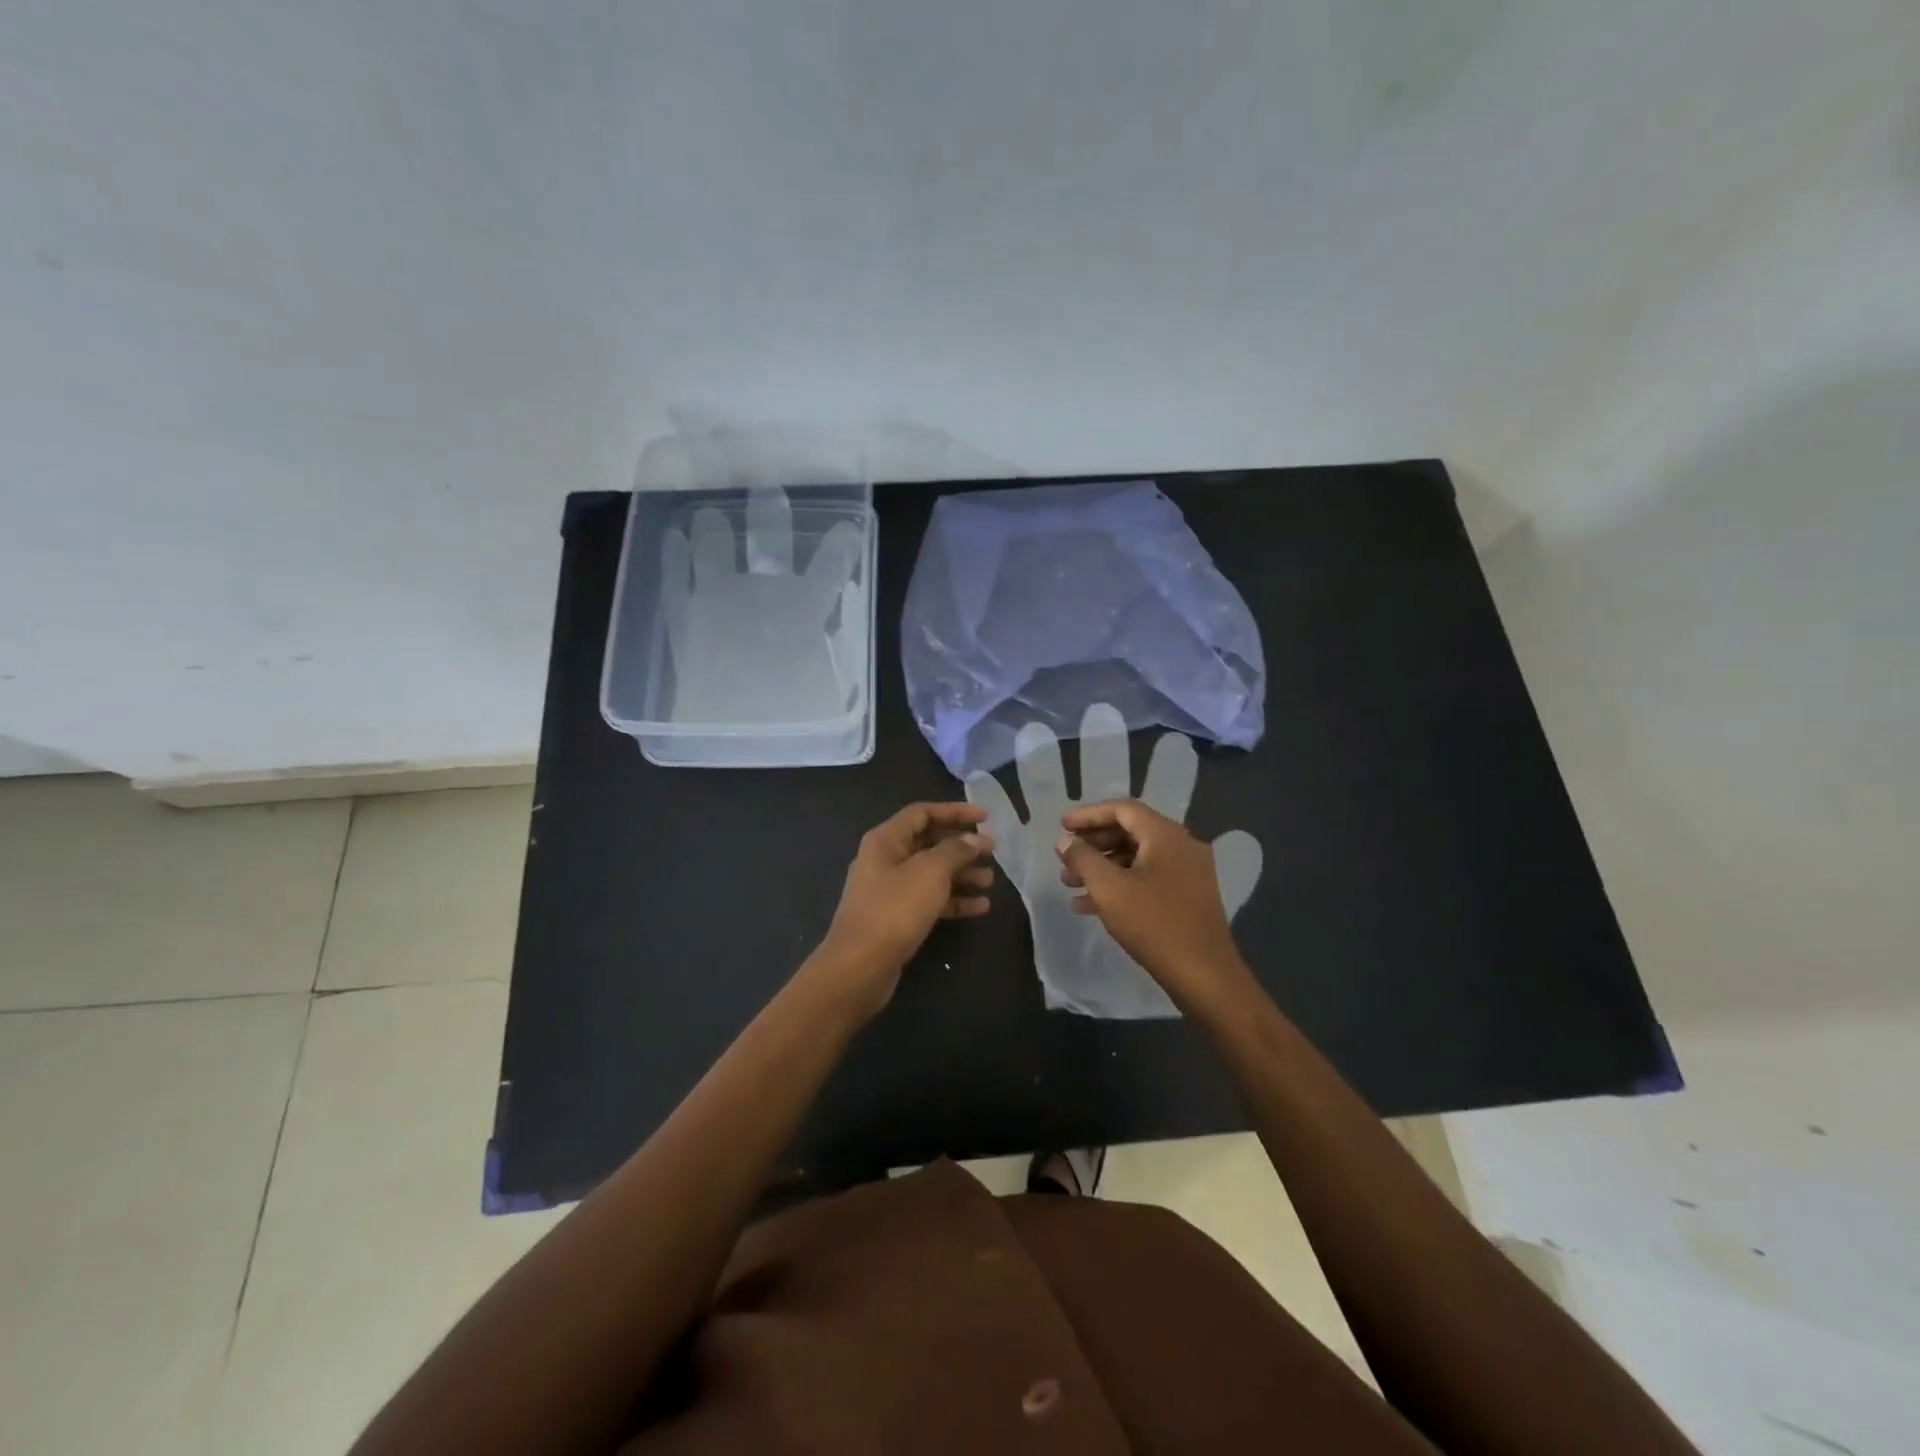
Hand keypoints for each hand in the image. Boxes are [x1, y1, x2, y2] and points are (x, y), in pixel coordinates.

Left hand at [810, 802, 993, 1019]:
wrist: (860, 966)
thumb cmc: (894, 909)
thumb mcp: (930, 872)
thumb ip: (955, 850)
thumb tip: (973, 839)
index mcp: (886, 840)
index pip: (923, 813)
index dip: (955, 811)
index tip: (986, 817)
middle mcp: (885, 859)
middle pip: (929, 842)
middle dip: (962, 846)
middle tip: (992, 852)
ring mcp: (889, 890)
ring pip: (931, 873)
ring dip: (962, 874)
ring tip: (990, 881)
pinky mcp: (896, 917)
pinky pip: (929, 899)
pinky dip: (953, 900)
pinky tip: (980, 907)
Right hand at [965, 704, 1260, 1018]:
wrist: (1204, 976)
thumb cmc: (1154, 924)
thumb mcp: (1108, 888)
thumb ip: (1083, 858)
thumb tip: (1065, 841)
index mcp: (1166, 835)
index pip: (1122, 809)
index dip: (1088, 815)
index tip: (1062, 827)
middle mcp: (1181, 846)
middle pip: (1129, 831)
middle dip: (1093, 844)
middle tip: (1064, 859)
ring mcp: (1188, 872)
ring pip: (1136, 857)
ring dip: (1102, 867)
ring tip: (1069, 884)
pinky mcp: (1187, 896)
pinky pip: (1147, 878)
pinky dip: (1120, 885)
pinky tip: (1090, 906)